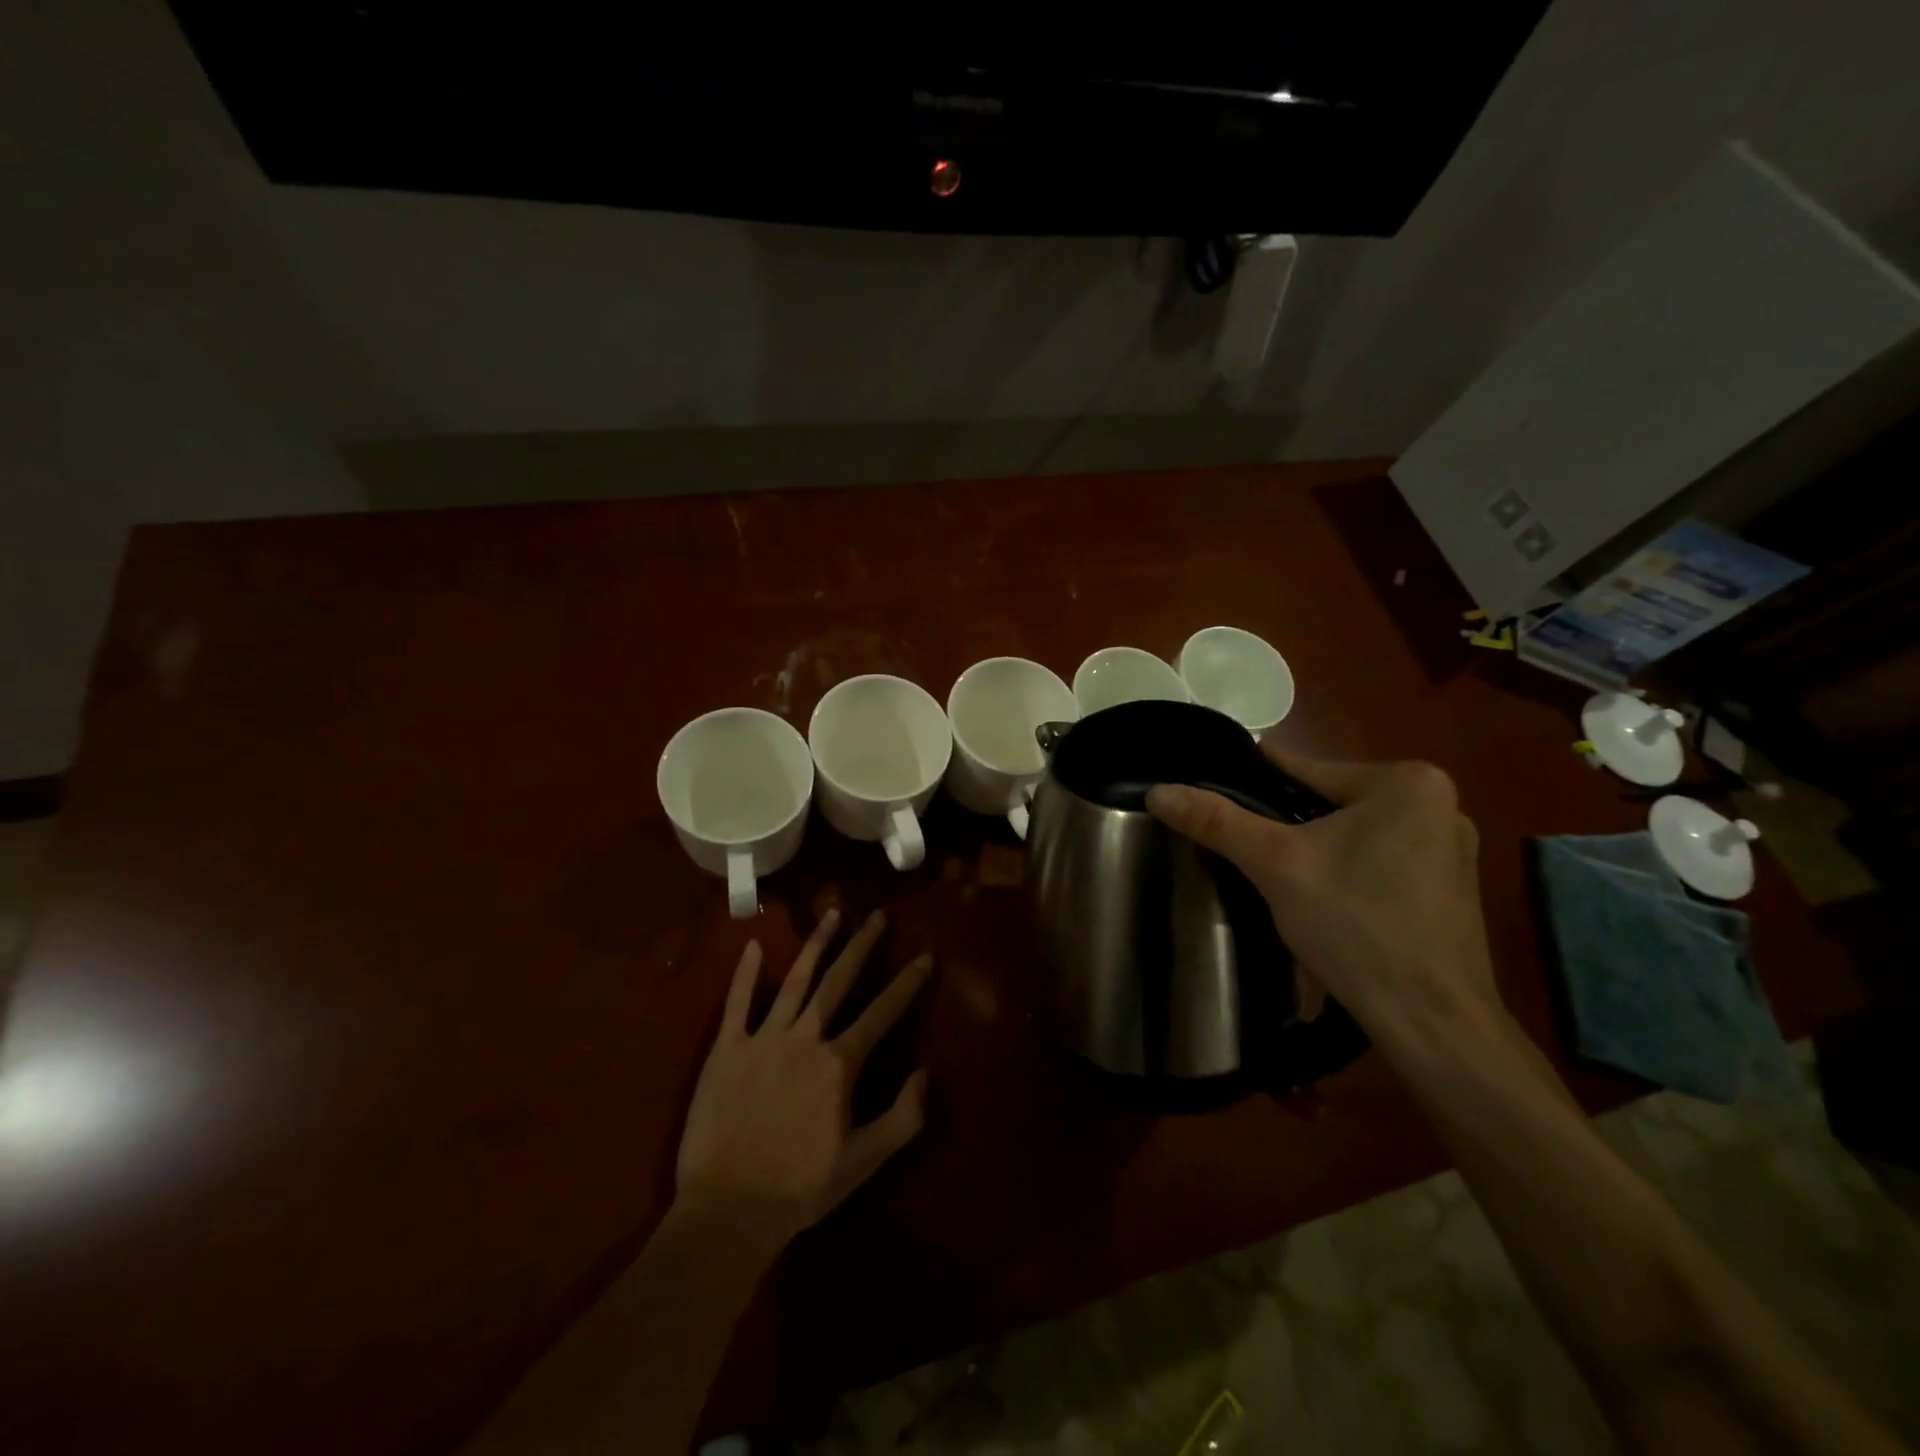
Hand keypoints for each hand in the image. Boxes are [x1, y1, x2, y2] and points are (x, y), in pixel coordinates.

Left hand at [675, 909, 931, 1240]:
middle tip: (878, 916)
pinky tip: (752, 946)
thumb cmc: (801, 1188)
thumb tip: (925, 1072)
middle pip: (838, 981)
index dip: (907, 984)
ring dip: (815, 945)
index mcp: (839, 1063)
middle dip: (862, 945)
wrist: (728, 1210)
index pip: (881, 1013)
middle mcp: (804, 1038)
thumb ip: (903, 1116)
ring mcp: (762, 1039)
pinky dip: (744, 974)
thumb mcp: (865, 1161)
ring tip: (832, 914)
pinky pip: (736, 1004)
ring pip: (794, 980)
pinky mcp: (726, 1050)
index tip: (925, 956)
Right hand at [1146, 747, 1498, 1049]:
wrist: (1432, 1022)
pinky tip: (1324, 908)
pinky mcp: (1454, 892)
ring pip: (1355, 839)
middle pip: (1331, 806)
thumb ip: (1217, 822)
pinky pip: (1381, 867)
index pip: (1306, 771)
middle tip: (1245, 853)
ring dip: (1317, 856)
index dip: (1254, 787)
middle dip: (1288, 831)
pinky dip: (1349, 879)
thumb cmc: (1356, 925)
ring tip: (1276, 882)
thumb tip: (1158, 791)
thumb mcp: (1276, 865)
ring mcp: (1454, 851)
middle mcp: (1441, 805)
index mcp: (1408, 783)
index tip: (1215, 795)